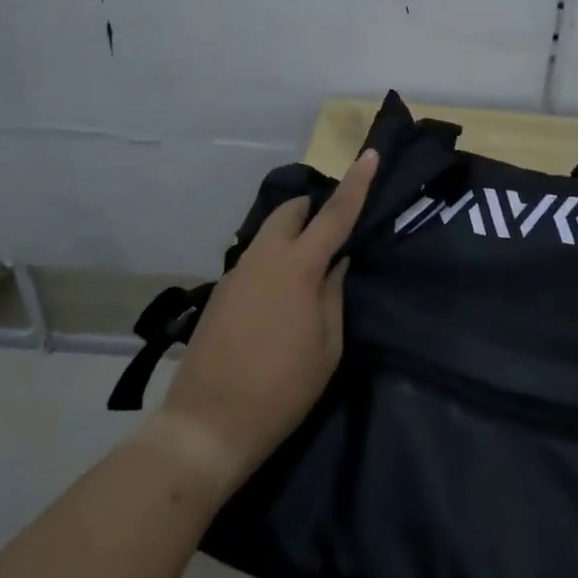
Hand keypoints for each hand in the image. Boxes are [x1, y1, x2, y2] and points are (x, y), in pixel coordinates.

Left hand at [156, 150, 379, 487]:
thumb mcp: (326, 346)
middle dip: (313, 208)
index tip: (368, 154)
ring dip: (291, 235)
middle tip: (333, 230)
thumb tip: (336, 262)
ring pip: (268, 235)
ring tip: (310, 268)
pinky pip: (254, 259)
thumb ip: (333, 295)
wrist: (208, 423)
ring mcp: (236, 273)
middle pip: (289, 212)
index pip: (334, 216)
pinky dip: (274, 260)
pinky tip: (279, 298)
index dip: (355, 184)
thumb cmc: (282, 389)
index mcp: (297, 268)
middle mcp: (263, 258)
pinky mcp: (221, 291)